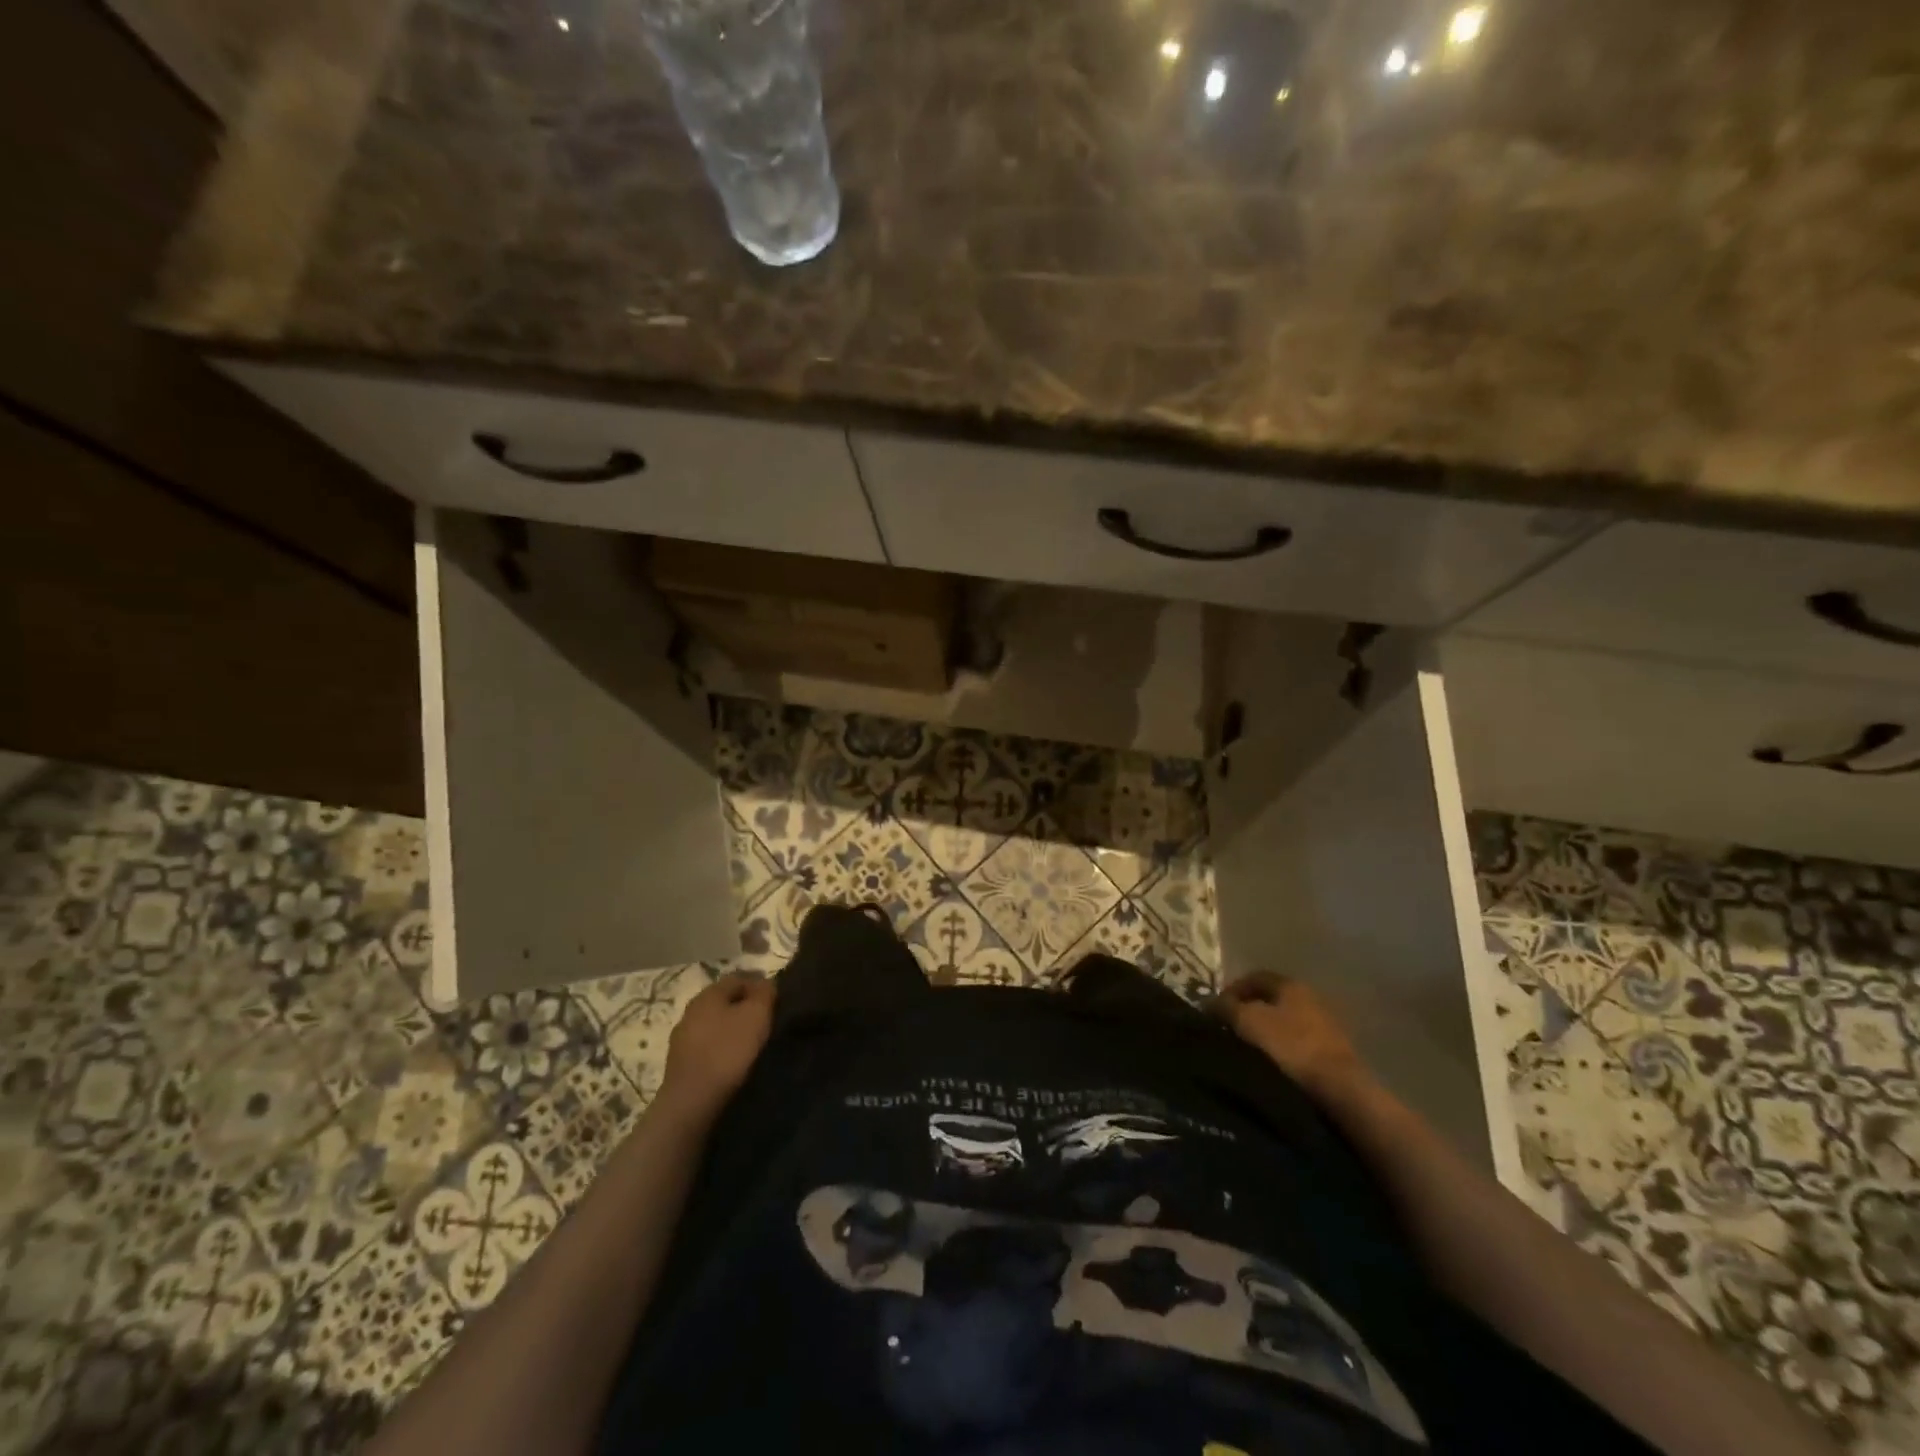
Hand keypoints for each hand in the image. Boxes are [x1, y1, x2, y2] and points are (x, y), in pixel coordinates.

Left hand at [655, 973, 774, 1124]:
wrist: (691, 1101)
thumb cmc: (727, 1050)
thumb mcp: (757, 1015)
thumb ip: (765, 993)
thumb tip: (766, 984)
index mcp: (708, 993)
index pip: (738, 978)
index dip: (760, 986)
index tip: (776, 1002)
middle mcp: (691, 1010)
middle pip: (724, 1001)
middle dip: (745, 1008)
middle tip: (766, 1022)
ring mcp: (682, 1037)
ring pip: (714, 1024)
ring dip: (732, 1029)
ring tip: (752, 1044)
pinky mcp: (680, 1063)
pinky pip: (707, 1046)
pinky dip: (721, 1049)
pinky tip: (733, 1062)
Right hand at [1214, 972, 1370, 1102]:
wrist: (1339, 1089)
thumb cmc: (1290, 1046)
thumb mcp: (1248, 1021)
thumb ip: (1226, 1007)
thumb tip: (1210, 1003)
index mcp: (1291, 984)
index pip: (1254, 977)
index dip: (1231, 989)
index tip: (1214, 1009)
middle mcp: (1311, 997)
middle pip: (1270, 999)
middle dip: (1247, 1011)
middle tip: (1228, 1028)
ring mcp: (1326, 1025)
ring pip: (1284, 1022)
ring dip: (1265, 1032)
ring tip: (1246, 1049)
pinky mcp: (1333, 1052)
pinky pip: (1298, 1043)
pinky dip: (1281, 1049)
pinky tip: (1270, 1064)